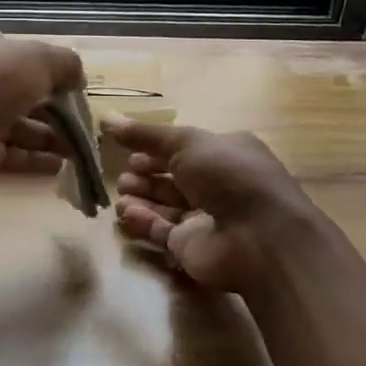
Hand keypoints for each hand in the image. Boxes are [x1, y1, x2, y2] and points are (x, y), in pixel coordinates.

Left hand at [0, 14, 85, 186]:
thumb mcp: (38, 58)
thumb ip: (64, 63)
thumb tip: (77, 77)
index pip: (2, 41)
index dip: (31, 54)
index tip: (60, 71)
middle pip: (14, 86)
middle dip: (49, 103)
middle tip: (79, 115)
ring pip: (15, 122)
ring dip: (48, 134)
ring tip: (78, 146)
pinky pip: (10, 151)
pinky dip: (34, 157)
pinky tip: (61, 164)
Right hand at [105, 119, 327, 294]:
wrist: (260, 238)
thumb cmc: (229, 176)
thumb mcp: (186, 143)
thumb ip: (145, 134)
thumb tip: (105, 118)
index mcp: (227, 153)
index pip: (186, 149)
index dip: (156, 149)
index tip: (128, 150)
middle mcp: (220, 185)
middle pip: (174, 178)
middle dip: (146, 175)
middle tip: (122, 176)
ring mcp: (208, 219)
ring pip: (167, 206)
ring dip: (142, 198)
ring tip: (120, 195)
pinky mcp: (194, 248)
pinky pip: (162, 232)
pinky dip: (143, 222)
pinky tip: (125, 214)